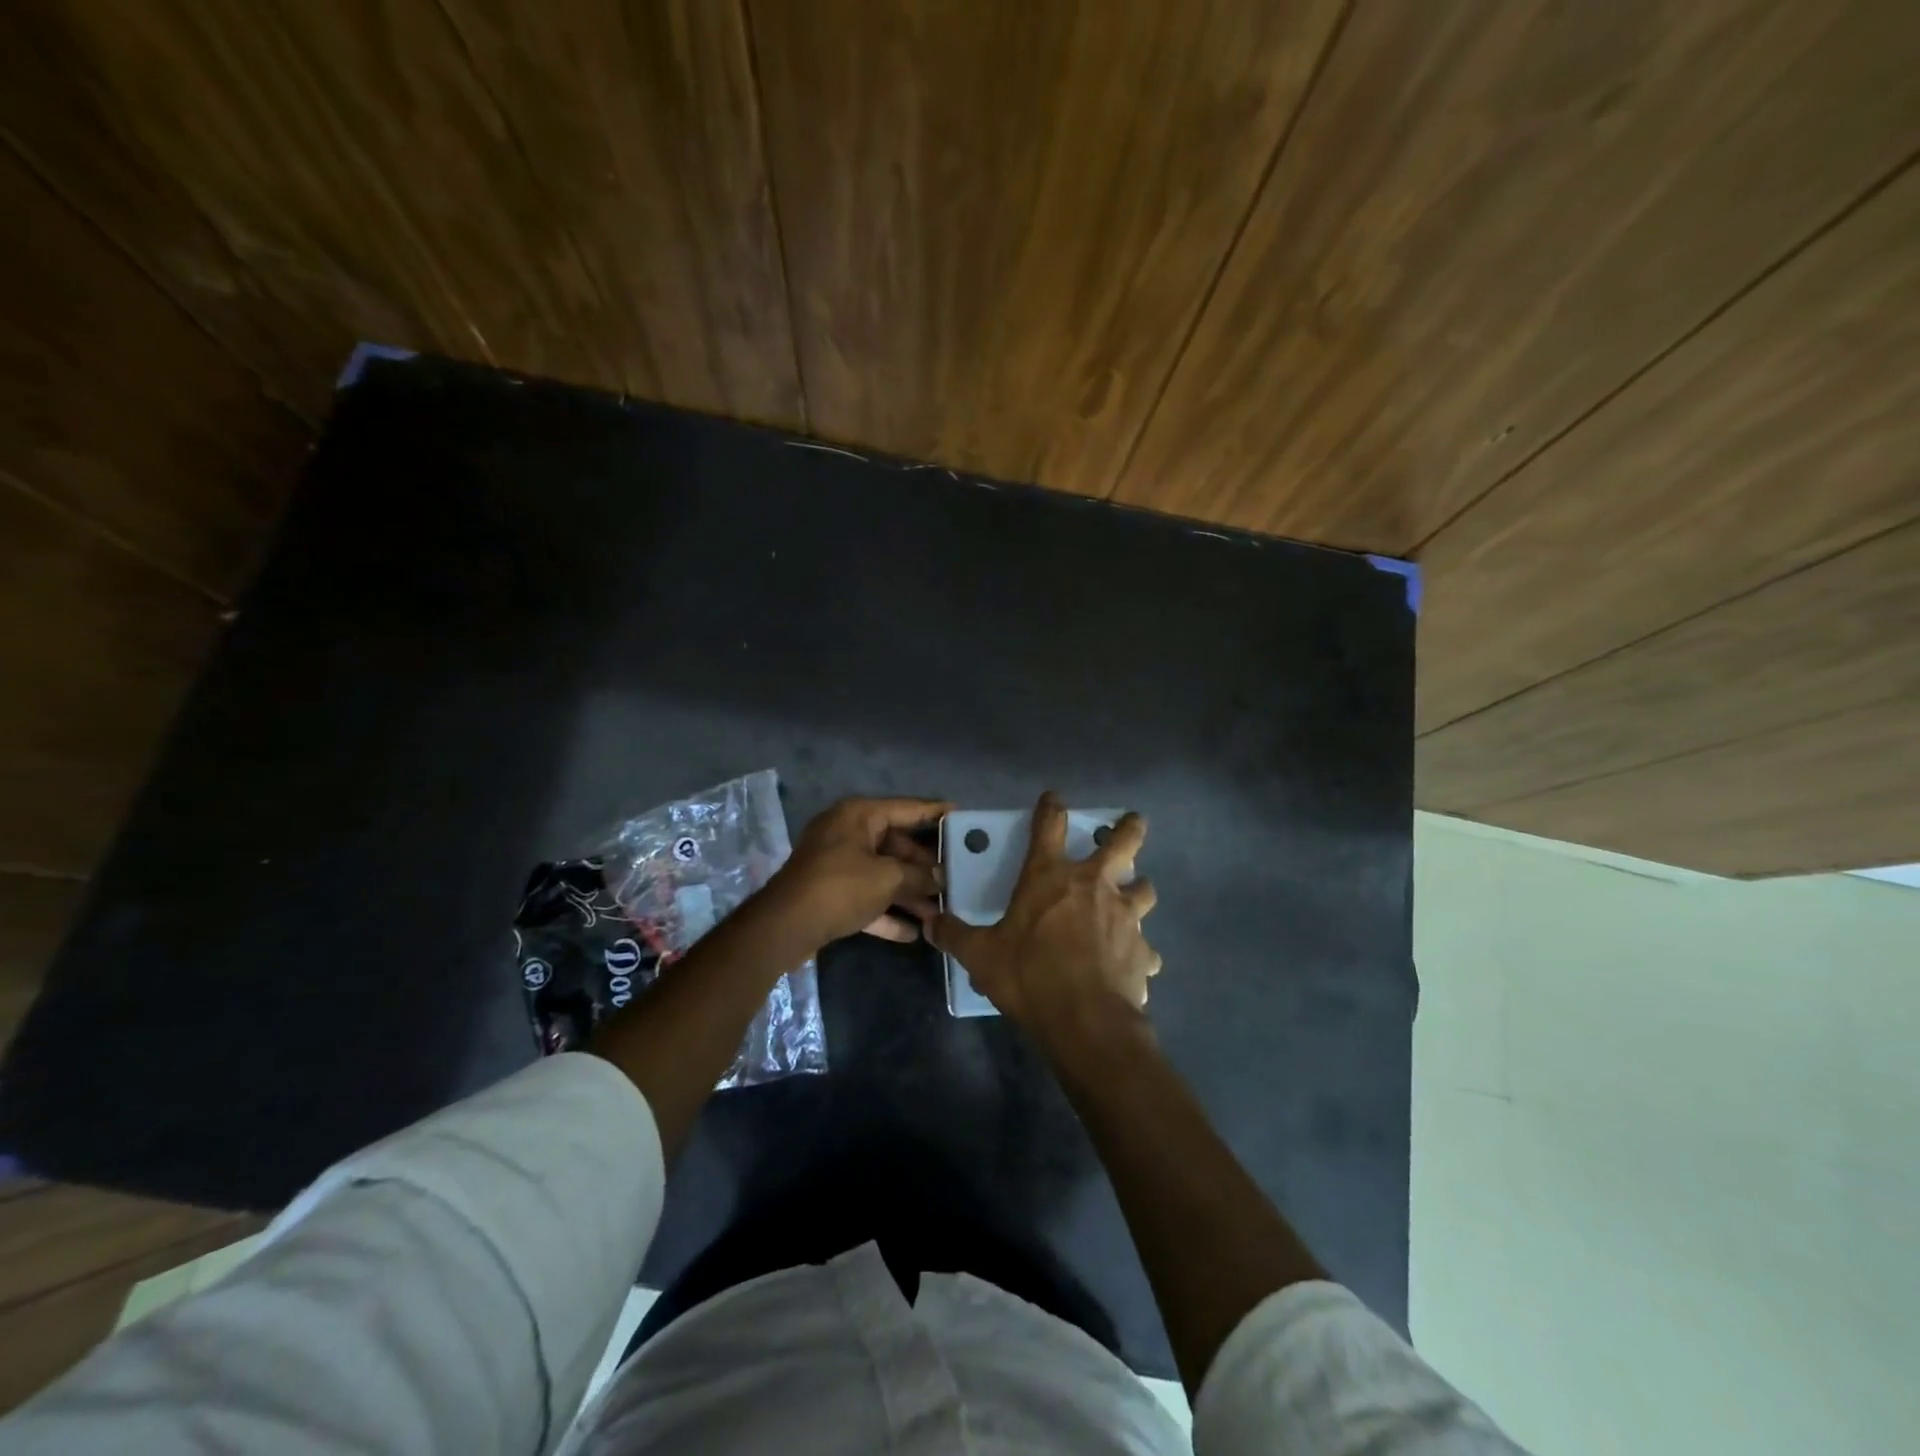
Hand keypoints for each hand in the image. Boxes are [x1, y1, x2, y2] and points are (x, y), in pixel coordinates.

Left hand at [761, 797, 951, 952]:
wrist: (785, 926)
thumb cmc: (841, 887)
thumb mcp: (888, 878)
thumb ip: (919, 875)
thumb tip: (940, 879)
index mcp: (859, 815)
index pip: (907, 808)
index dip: (935, 812)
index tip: (962, 815)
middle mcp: (847, 832)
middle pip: (896, 844)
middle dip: (924, 867)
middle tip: (955, 878)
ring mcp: (836, 863)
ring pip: (882, 873)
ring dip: (909, 893)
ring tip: (939, 912)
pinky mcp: (830, 893)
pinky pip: (866, 897)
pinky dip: (886, 912)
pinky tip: (913, 933)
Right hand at [928, 792, 1160, 1040]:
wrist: (1084, 1019)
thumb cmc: (1029, 974)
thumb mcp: (981, 955)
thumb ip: (956, 935)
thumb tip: (931, 924)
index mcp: (1050, 876)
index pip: (1050, 825)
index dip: (1051, 807)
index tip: (1053, 798)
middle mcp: (1093, 885)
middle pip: (1123, 842)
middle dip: (1129, 828)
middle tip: (1133, 821)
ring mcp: (1124, 915)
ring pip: (1144, 888)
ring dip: (1139, 888)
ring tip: (1133, 895)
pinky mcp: (1141, 950)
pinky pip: (1145, 947)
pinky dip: (1139, 951)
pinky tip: (1132, 962)